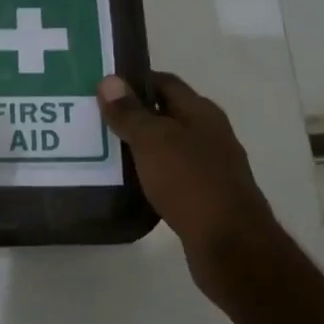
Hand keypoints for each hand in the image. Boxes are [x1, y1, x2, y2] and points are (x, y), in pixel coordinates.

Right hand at [98, 72, 285, 304]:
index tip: (101, 88)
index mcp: (201, 112)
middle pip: (166, 115)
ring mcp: (209, 167)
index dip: (134, 81)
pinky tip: (126, 184)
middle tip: (93, 119)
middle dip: (132, 115)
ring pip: (167, 147)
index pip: (165, 83)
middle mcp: (209, 134)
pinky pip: (170, 176)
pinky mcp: (203, 197)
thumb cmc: (190, 182)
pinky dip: (148, 175)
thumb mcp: (153, 141)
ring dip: (139, 148)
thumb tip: (109, 80)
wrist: (229, 243)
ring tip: (101, 151)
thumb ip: (130, 113)